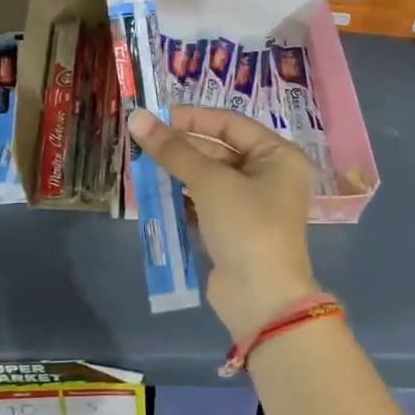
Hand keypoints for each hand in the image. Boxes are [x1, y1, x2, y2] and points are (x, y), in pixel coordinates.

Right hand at [126, 105, 317, 338]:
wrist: (262, 298)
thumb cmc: (246, 226)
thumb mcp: (210, 182)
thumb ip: (173, 150)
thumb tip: (137, 117)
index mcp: (277, 155)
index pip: (230, 123)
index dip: (192, 118)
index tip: (155, 116)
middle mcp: (268, 176)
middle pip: (218, 151)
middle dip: (180, 148)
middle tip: (141, 143)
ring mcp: (250, 206)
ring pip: (208, 179)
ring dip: (177, 173)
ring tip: (141, 166)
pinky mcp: (232, 231)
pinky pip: (203, 205)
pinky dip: (181, 199)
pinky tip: (153, 194)